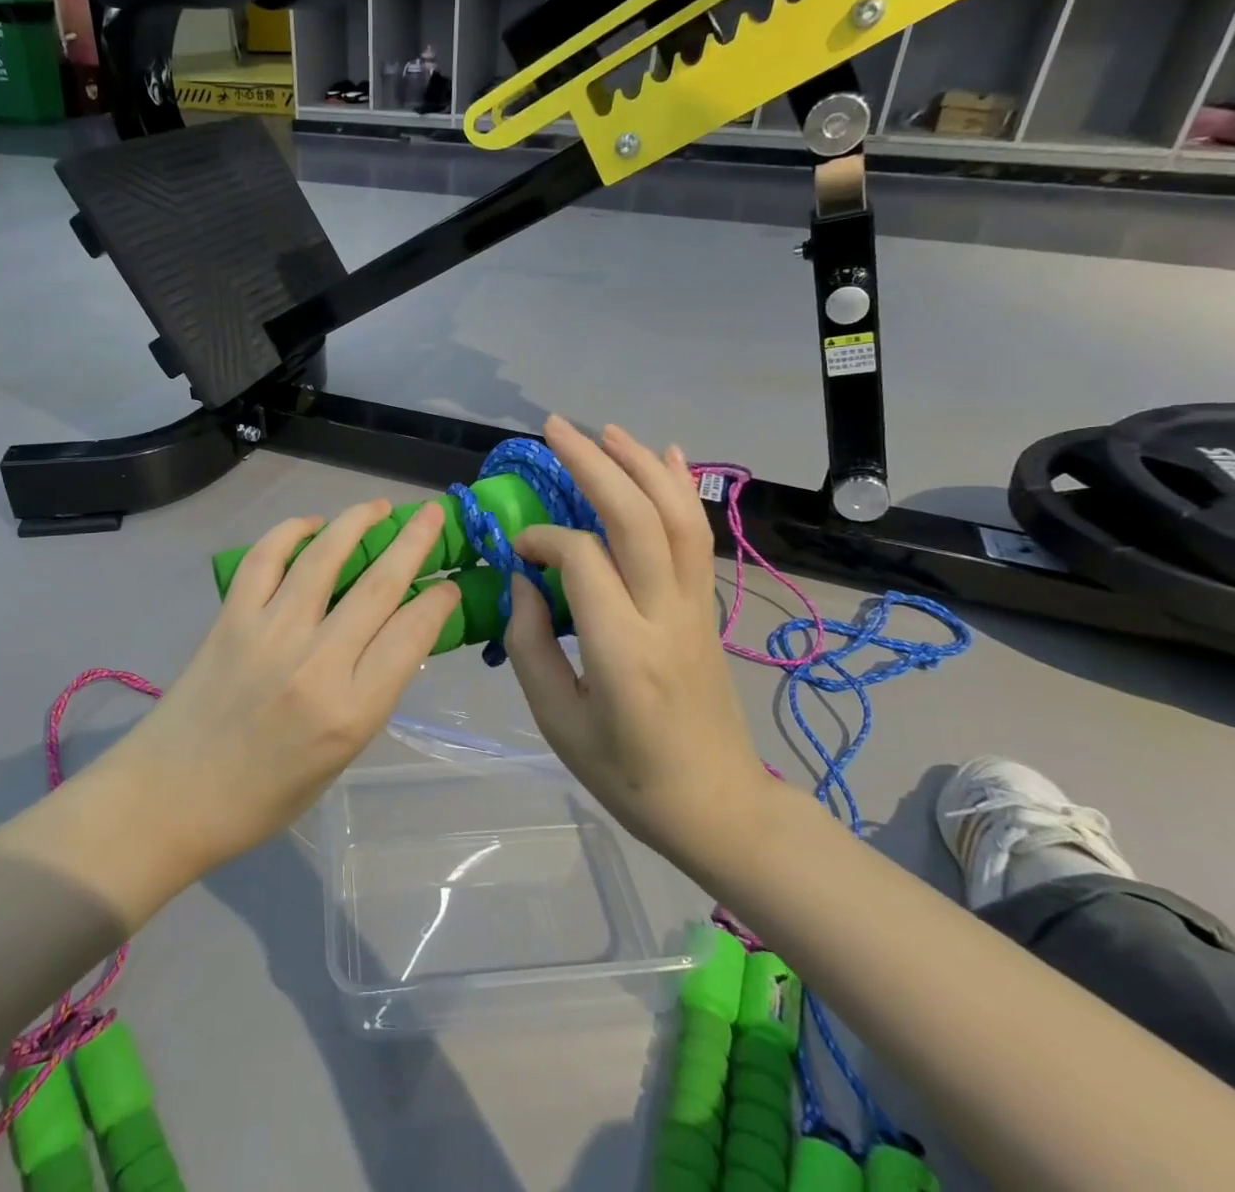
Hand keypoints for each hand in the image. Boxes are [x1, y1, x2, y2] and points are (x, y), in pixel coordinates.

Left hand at [109, 500, 458, 879]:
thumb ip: (371, 692)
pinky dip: (290, 532)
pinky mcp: (231, 618)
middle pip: (378, 586)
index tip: (447, 584)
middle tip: (432, 514)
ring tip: (378, 507)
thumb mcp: (341, 756)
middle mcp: (316, 665)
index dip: (438, 601)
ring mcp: (269, 634)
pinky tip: (311, 525)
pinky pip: (264, 559)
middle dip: (414, 542)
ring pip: (324, 558)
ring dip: (357, 522)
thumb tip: (396, 634)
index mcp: (351, 712)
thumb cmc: (265, 793)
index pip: (412, 635)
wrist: (173, 797)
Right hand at [505, 417, 769, 869]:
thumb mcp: (558, 722)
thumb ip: (530, 645)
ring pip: (676, 516)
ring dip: (641, 464)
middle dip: (595, 464)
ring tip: (605, 429)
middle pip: (636, 518)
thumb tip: (523, 578)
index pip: (582, 559)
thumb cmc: (627, 774)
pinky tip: (668, 454)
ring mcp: (696, 606)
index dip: (543, 538)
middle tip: (555, 428)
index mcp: (621, 651)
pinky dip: (682, 488)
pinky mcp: (708, 606)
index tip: (517, 546)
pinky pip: (697, 536)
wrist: (717, 806)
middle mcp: (666, 615)